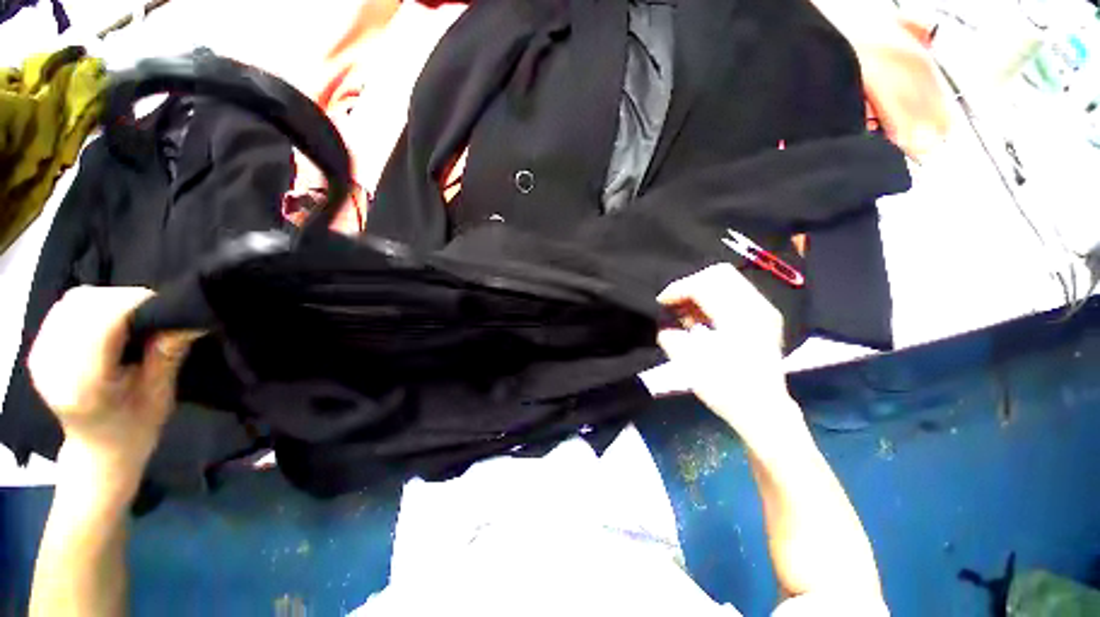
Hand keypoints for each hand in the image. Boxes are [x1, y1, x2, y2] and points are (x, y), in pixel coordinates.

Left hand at [27, 286, 201, 471]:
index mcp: (84, 385)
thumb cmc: (136, 427)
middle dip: (124, 299)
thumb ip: (167, 355)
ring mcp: (40, 356)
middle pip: (86, 306)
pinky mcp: (38, 348)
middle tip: (153, 312)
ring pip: (74, 301)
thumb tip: (188, 320)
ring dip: (108, 300)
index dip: (137, 304)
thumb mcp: (160, 394)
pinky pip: (65, 309)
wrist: (99, 450)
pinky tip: (108, 320)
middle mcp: (53, 366)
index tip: (167, 307)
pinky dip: (92, 305)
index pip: (103, 322)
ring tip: (132, 316)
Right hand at [657, 264, 803, 444]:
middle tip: (674, 303)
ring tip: (686, 311)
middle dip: (690, 284)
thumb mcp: (688, 364)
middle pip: (718, 273)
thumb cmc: (725, 389)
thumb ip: (670, 335)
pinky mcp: (764, 316)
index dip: (677, 289)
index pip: (703, 284)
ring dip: (702, 290)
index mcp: (738, 318)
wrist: (764, 410)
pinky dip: (714, 297)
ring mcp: (764, 310)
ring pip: (728, 280)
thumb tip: (665, 320)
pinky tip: (703, 316)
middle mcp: (756, 307)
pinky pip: (736, 291)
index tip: (661, 302)